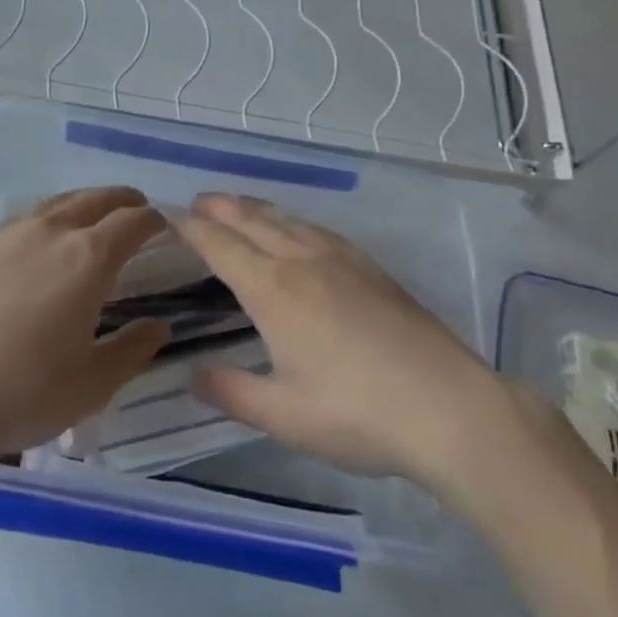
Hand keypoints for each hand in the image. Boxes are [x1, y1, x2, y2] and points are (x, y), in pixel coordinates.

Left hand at [0, 186, 169, 465]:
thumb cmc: (24, 392)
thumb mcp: (93, 383)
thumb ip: (132, 349)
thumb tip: (158, 326)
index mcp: (88, 258)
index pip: (133, 221)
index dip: (154, 220)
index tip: (163, 226)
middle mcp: (49, 232)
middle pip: (95, 199)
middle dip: (122, 200)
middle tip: (135, 209)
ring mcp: (6, 234)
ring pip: (54, 203)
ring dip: (82, 204)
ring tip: (89, 218)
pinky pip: (19, 220)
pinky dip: (43, 221)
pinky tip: (35, 243)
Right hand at [173, 193, 508, 485]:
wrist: (450, 407)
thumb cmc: (358, 414)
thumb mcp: (284, 415)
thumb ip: (232, 392)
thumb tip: (193, 374)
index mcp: (274, 290)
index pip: (220, 246)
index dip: (191, 228)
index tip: (167, 214)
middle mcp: (303, 262)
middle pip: (252, 221)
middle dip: (220, 208)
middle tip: (196, 201)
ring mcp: (342, 260)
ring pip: (287, 220)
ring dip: (255, 208)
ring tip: (237, 205)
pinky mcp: (372, 269)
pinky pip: (319, 230)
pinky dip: (293, 220)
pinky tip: (299, 230)